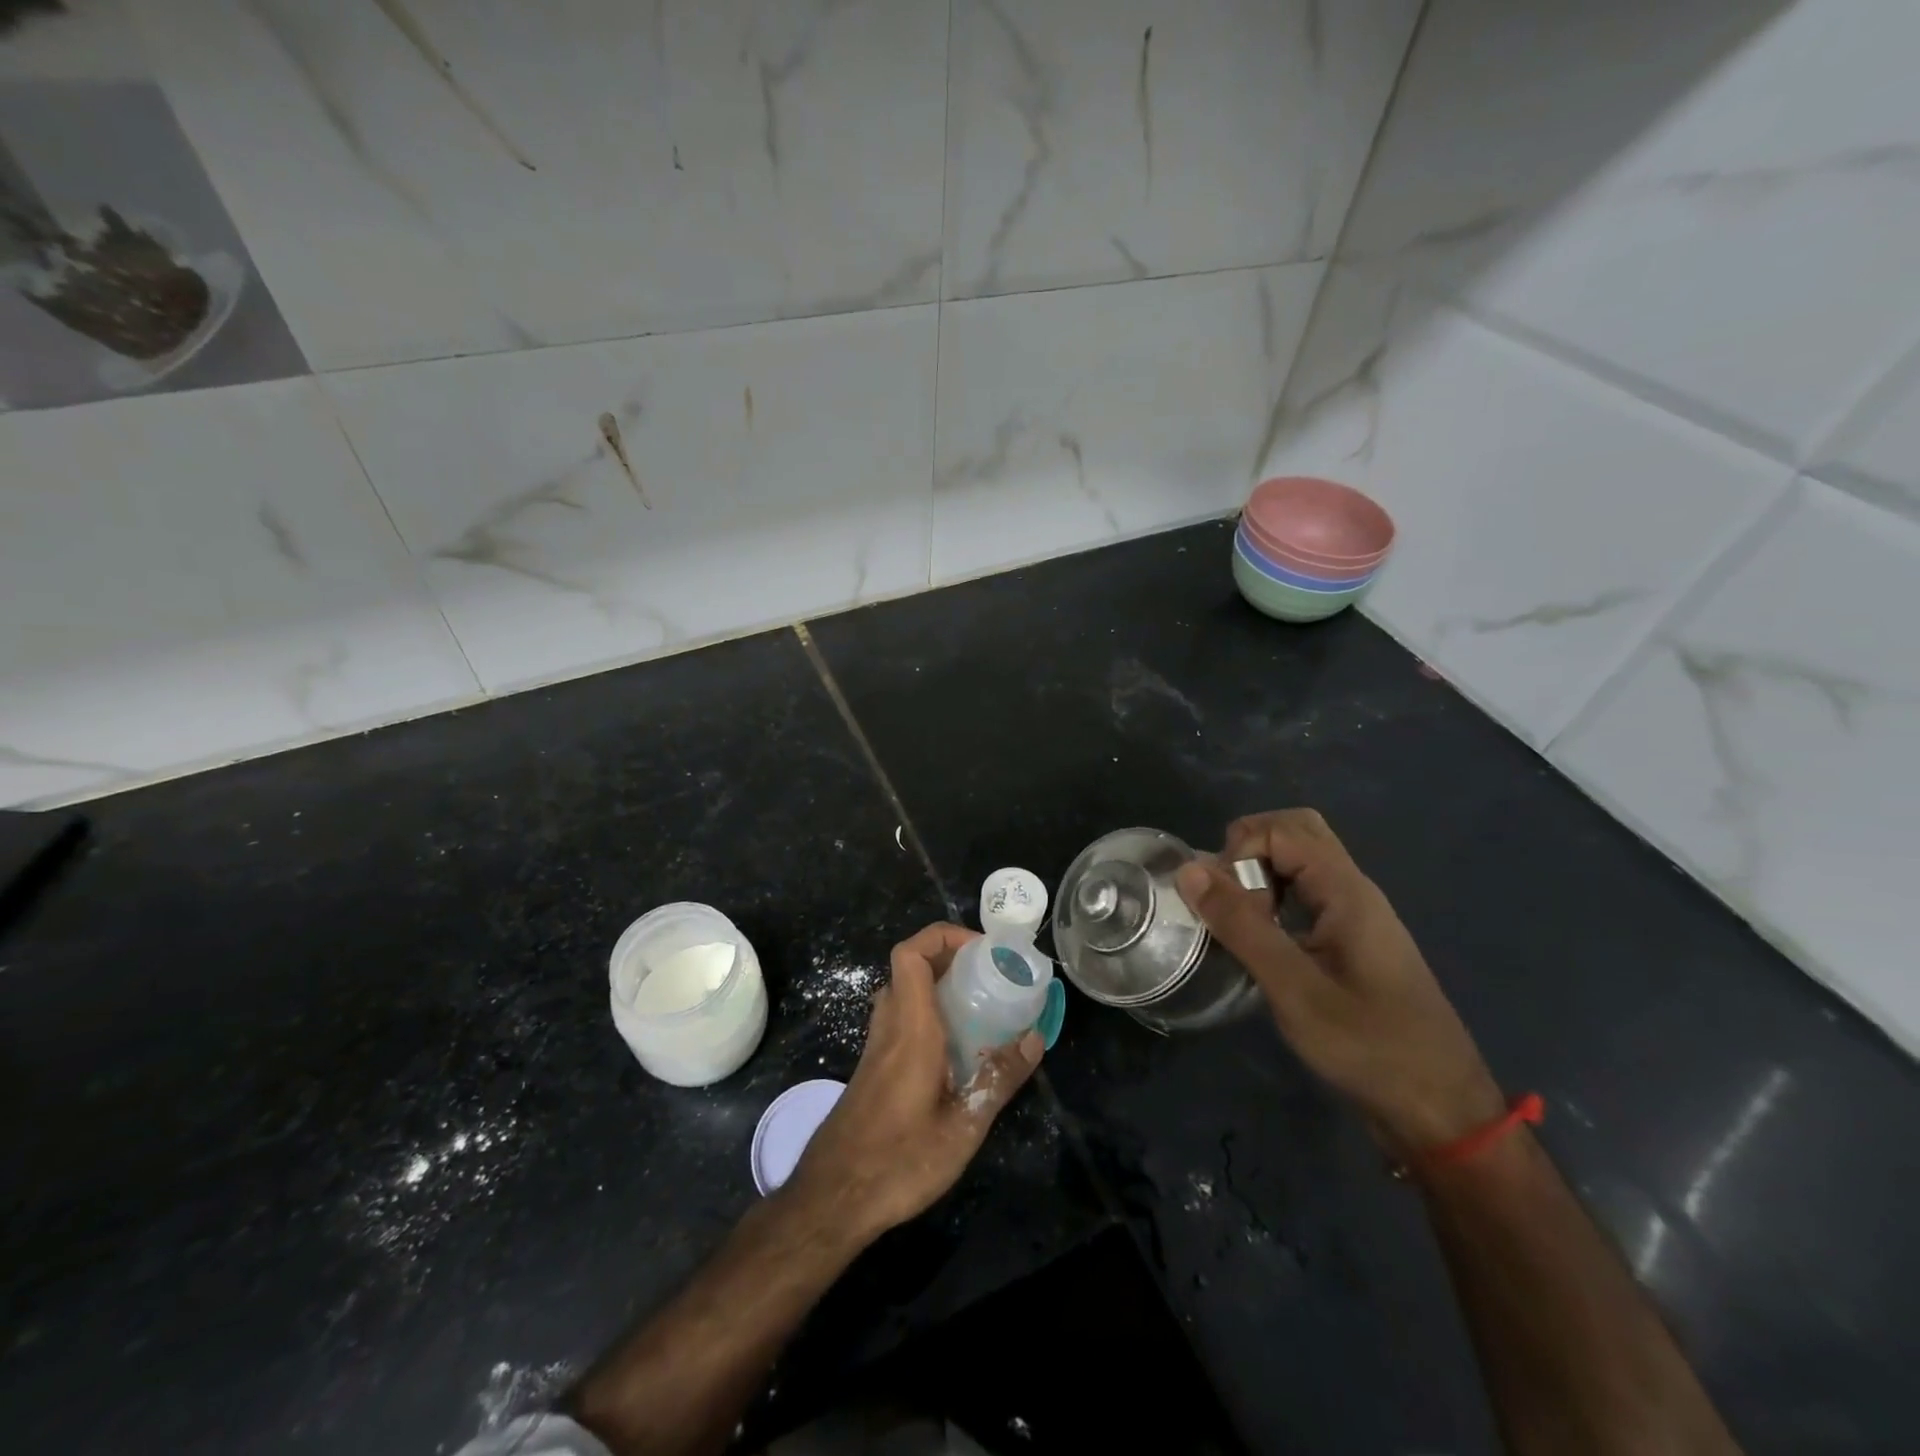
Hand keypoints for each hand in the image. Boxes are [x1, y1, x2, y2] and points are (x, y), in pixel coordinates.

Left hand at [786, 923, 1042, 1242]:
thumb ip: (999, 1078)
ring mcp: (876, 1046)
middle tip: (989, 974)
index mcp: (910, 1028)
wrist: (833, 1198)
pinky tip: (955, 1046)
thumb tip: (1035, 1038)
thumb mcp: (963, 1127)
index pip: (911, 954)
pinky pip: (900, 1017)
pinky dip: (927, 1011)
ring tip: (978, 1004)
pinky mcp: (873, 1066)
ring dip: (937, 984)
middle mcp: (889, 1026)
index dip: (943, 936)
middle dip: (949, 956)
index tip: (982, 950)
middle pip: (909, 966)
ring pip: (903, 991)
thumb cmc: (899, 1161)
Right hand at [1176, 809, 1503, 1152]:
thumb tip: (1190, 869)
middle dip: (1248, 848)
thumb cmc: (1369, 1047)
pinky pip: (1306, 893)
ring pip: (1301, 862)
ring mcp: (1355, 916)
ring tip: (1236, 920)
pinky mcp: (1351, 941)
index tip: (1224, 902)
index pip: (1282, 829)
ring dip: (1260, 874)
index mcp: (1346, 891)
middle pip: (1297, 832)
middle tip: (1225, 896)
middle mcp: (1354, 891)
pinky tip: (1259, 940)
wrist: (1440, 1111)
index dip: (1241, 850)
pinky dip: (1273, 899)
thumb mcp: (1294, 988)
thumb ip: (1241, 925)